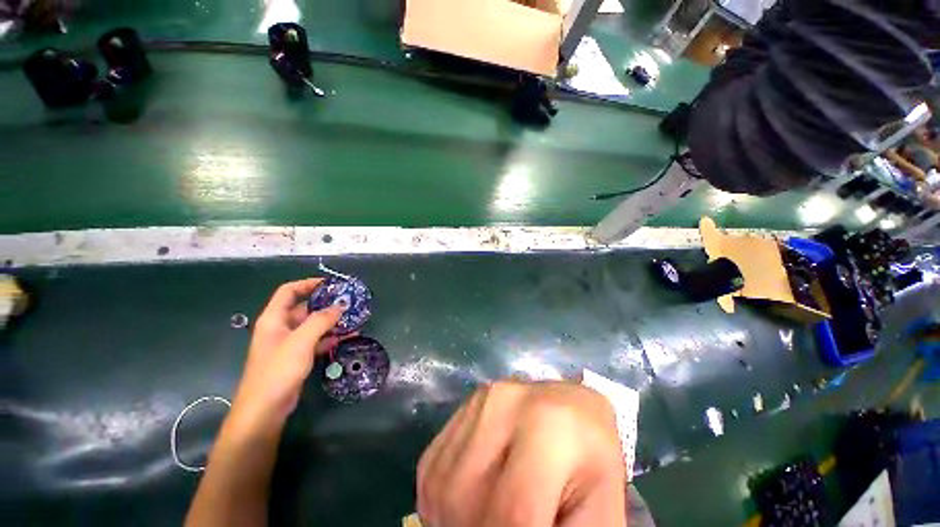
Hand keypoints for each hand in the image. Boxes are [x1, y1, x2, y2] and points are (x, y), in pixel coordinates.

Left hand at [229, 278, 349, 432]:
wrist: (265, 409)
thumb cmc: (278, 370)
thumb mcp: (301, 341)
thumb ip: (321, 320)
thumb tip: (340, 305)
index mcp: (274, 319)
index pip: (289, 291)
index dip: (308, 284)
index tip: (331, 284)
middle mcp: (280, 328)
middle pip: (304, 308)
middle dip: (326, 304)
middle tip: (349, 303)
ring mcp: (289, 344)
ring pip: (312, 325)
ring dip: (331, 322)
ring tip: (352, 319)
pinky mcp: (296, 357)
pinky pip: (315, 341)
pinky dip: (329, 338)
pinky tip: (345, 338)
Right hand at [417, 381, 626, 526]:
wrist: (574, 409)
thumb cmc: (592, 461)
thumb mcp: (600, 510)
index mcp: (549, 426)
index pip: (513, 512)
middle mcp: (504, 402)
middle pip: (466, 500)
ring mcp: (479, 400)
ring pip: (442, 486)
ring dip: (454, 523)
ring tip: (487, 522)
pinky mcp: (462, 405)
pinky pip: (432, 468)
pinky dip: (442, 502)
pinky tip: (470, 503)